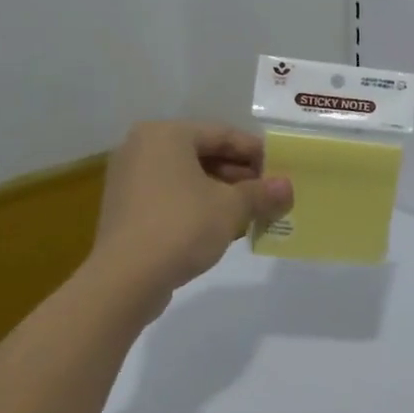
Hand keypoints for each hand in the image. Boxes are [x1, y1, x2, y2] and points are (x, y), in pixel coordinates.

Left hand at [87, 122, 292, 310]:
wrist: (125, 279)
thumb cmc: (182, 226)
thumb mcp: (231, 207)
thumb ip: (261, 193)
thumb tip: (287, 187)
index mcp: (166, 134)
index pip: (222, 134)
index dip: (256, 152)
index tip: (281, 170)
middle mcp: (142, 147)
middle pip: (203, 153)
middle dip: (239, 174)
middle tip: (268, 192)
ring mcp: (129, 178)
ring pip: (187, 176)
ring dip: (221, 191)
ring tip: (251, 211)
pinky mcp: (125, 207)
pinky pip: (170, 195)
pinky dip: (197, 204)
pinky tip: (221, 225)